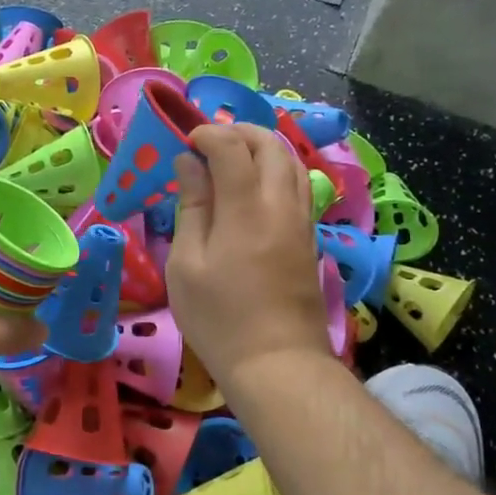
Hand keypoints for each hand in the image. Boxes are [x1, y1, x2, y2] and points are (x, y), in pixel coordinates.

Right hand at [166, 123, 329, 395]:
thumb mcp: (187, 264)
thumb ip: (191, 207)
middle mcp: (280, 204)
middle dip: (239, 131)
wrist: (277, 363)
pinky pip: (298, 185)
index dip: (207, 134)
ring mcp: (301, 221)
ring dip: (262, 147)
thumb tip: (189, 164)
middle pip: (270, 144)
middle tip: (209, 142)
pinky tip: (254, 187)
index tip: (185, 143)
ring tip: (231, 158)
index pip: (232, 146)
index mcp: (246, 208)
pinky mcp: (310, 238)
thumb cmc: (219, 317)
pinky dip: (276, 169)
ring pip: (291, 162)